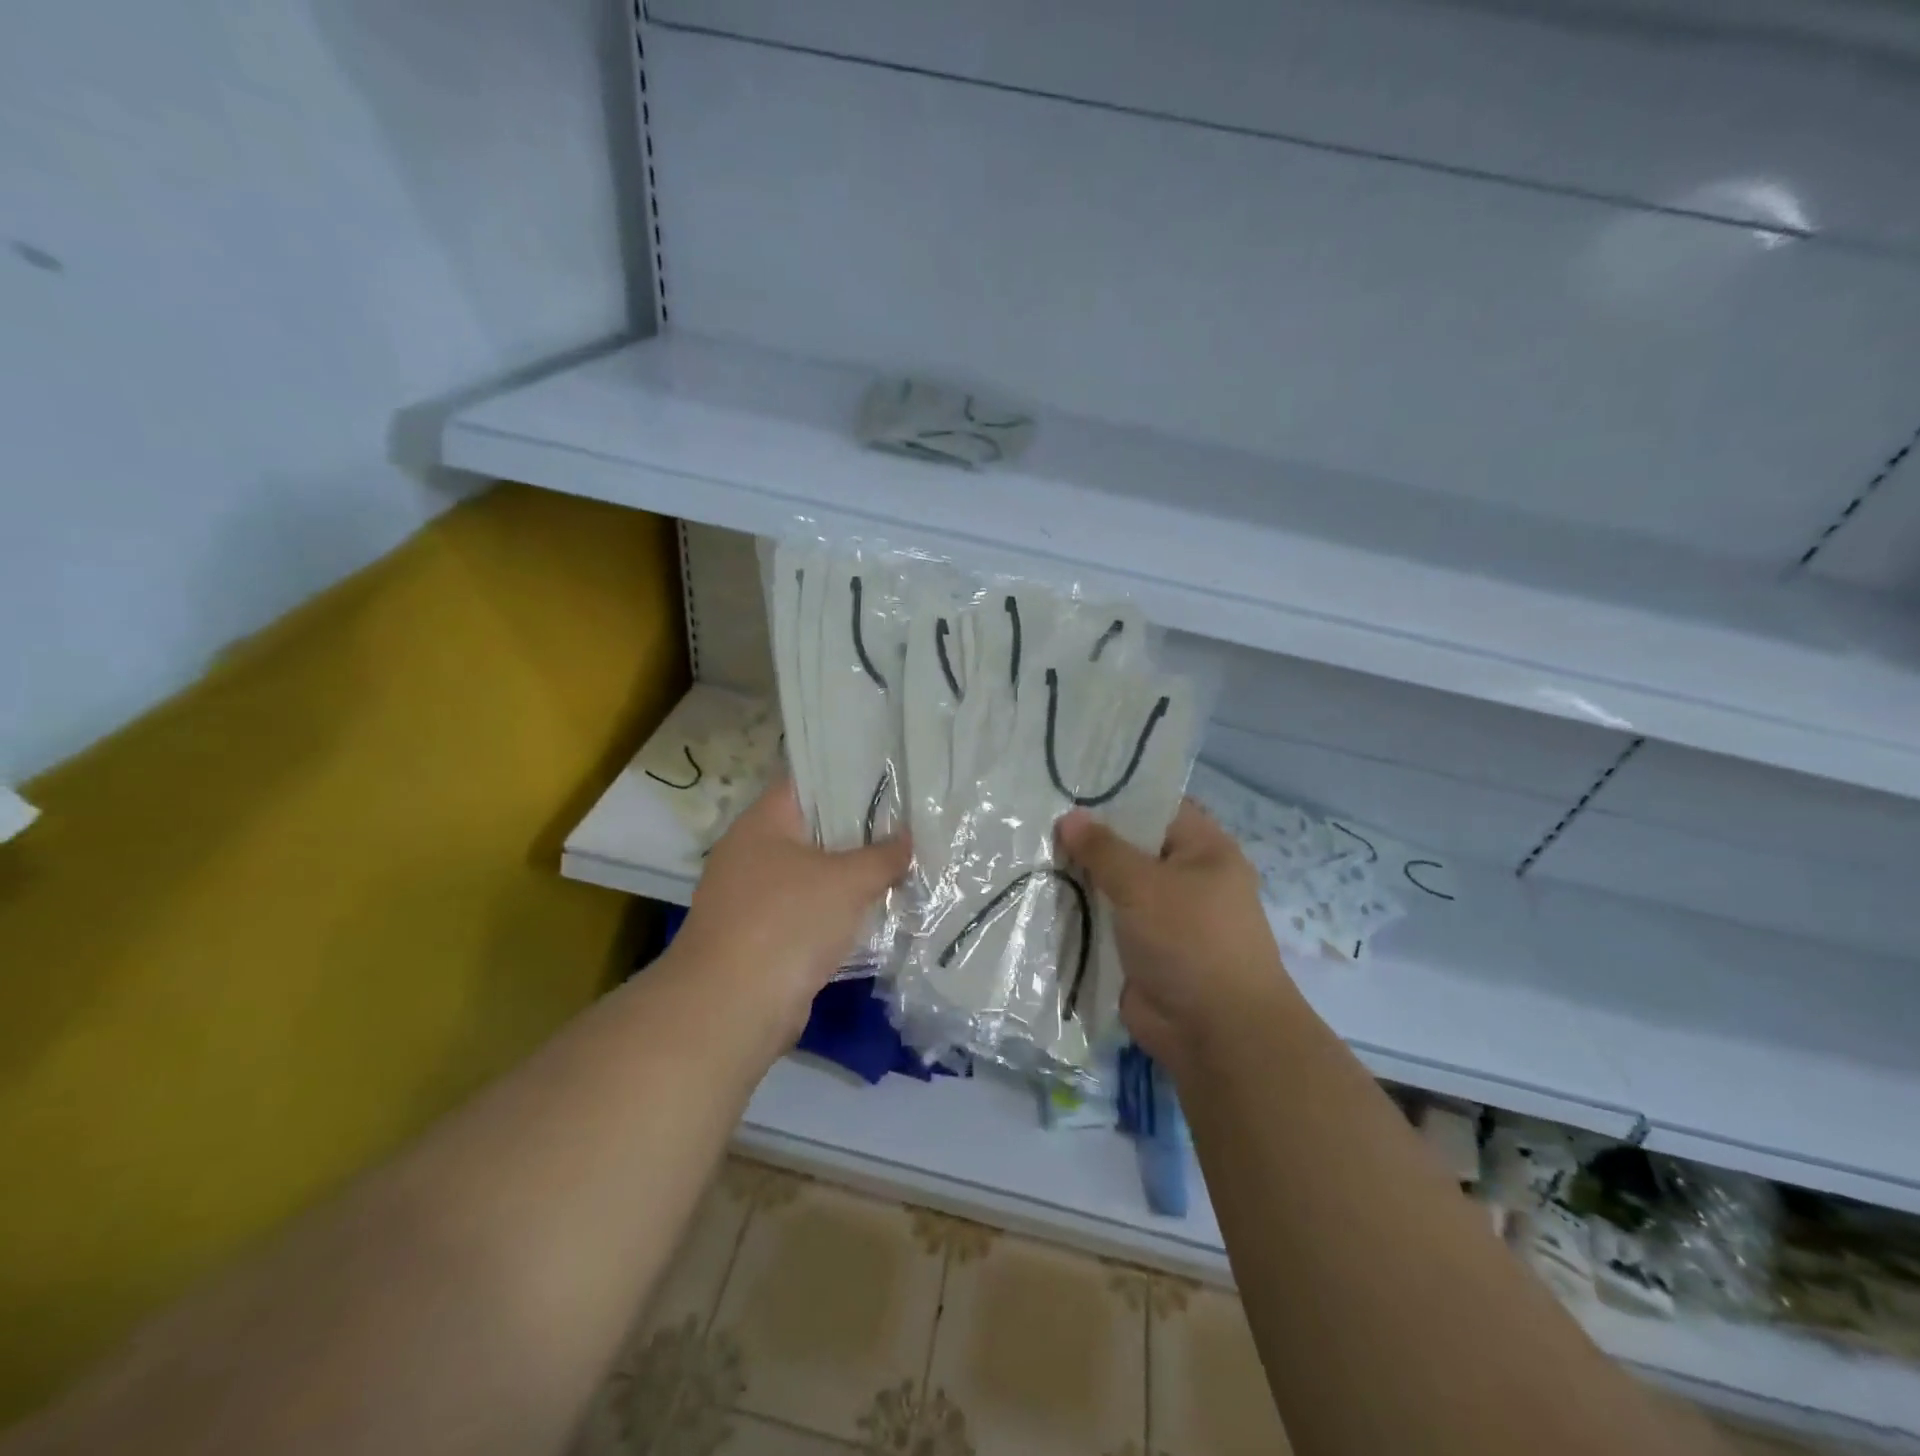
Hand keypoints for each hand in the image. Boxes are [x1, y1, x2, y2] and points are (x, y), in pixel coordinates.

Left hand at [672, 778, 910, 1044]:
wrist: (732, 1008)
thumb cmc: (787, 922)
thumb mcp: (848, 881)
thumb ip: (882, 855)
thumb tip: (907, 838)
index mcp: (762, 823)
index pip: (806, 782)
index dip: (847, 776)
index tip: (889, 777)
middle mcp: (751, 852)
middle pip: (812, 829)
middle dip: (858, 830)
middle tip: (906, 823)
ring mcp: (752, 897)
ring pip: (812, 874)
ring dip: (849, 875)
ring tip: (899, 864)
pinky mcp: (761, 936)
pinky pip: (807, 911)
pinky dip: (836, 911)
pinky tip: (874, 911)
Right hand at [1058, 800, 1299, 1074]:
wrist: (1215, 1033)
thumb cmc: (1190, 940)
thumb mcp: (1143, 884)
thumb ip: (1103, 849)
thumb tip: (1069, 816)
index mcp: (1204, 850)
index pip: (1157, 807)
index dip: (1117, 796)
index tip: (1070, 788)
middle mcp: (1186, 878)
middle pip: (1132, 847)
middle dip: (1090, 840)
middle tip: (1039, 822)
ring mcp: (1164, 917)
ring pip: (1115, 887)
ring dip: (1082, 880)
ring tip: (1032, 856)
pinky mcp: (1143, 951)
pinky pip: (1107, 923)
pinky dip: (1082, 915)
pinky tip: (1043, 899)